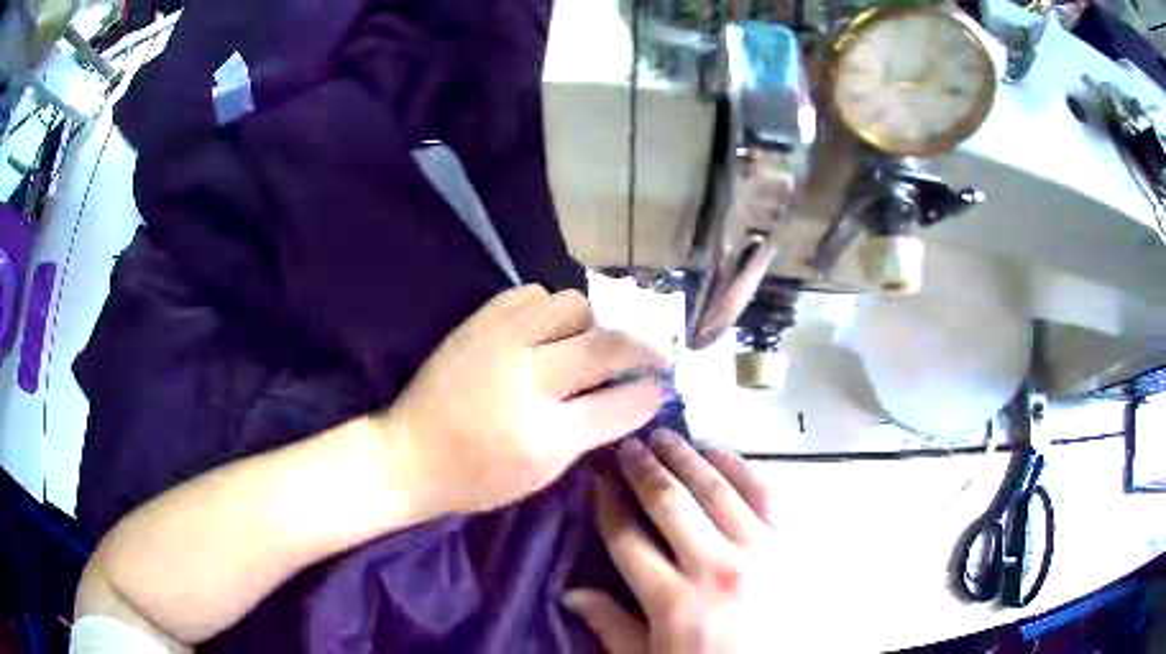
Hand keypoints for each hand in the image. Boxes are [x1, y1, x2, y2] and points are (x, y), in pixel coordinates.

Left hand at [380, 285, 667, 516]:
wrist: (409, 452)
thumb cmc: (476, 477)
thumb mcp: (542, 474)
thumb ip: (590, 433)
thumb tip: (632, 398)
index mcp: (545, 434)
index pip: (620, 404)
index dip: (651, 393)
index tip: (664, 385)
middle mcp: (527, 379)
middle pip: (607, 344)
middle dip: (645, 347)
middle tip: (653, 355)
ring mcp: (500, 342)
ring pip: (573, 305)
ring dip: (591, 324)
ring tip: (585, 344)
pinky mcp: (479, 321)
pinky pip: (532, 293)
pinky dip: (549, 309)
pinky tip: (545, 331)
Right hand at [564, 430, 779, 653]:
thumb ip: (613, 628)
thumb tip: (571, 593)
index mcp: (673, 601)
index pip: (628, 537)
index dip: (609, 502)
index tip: (599, 476)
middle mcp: (715, 567)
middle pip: (669, 503)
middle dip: (642, 469)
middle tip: (627, 444)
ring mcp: (760, 550)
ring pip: (715, 489)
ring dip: (685, 457)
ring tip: (664, 436)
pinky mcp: (793, 544)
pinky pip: (766, 493)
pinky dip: (740, 467)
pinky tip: (719, 451)